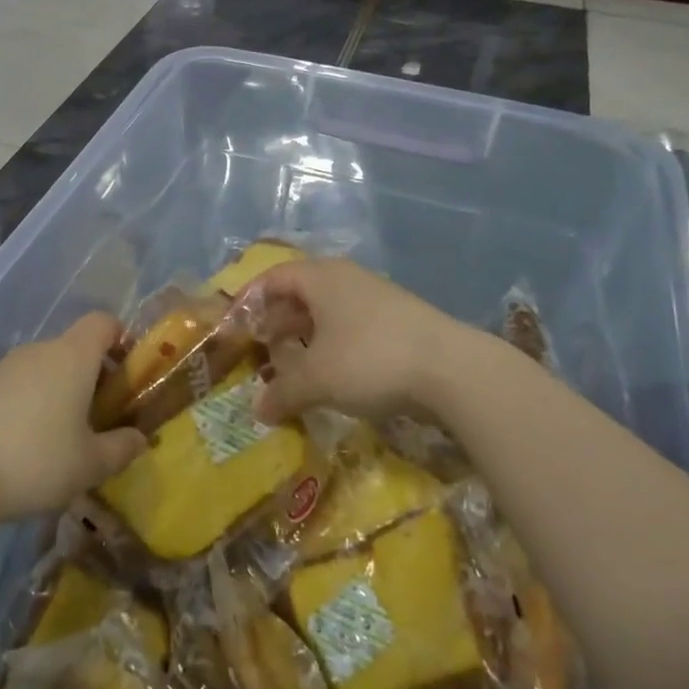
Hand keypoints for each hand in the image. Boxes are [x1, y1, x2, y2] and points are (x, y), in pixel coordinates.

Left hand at [0, 312, 144, 524]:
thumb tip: (140, 439)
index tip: (129, 376)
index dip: (122, 340)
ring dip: (60, 394)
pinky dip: (29, 407)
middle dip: (93, 377)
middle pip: (75, 348)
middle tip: (101, 420)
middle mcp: (38, 352)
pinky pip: (16, 388)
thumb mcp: (89, 465)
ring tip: (62, 441)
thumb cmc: (33, 460)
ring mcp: (2, 369)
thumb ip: (121, 448)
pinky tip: (23, 449)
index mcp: (72, 356)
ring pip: (44, 370)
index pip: (104, 322)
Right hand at [245, 260, 465, 423]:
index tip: (233, 327)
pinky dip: (332, 345)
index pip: (273, 277)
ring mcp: (377, 297)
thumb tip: (257, 410)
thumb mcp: (317, 380)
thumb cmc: (371, 360)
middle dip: (276, 321)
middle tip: (261, 350)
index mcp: (321, 278)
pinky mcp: (399, 320)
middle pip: (300, 292)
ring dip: (305, 336)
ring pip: (328, 311)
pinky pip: (351, 326)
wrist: (454, 370)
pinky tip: (333, 374)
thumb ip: (282, 393)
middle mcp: (347, 279)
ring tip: (293, 367)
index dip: (248, 300)